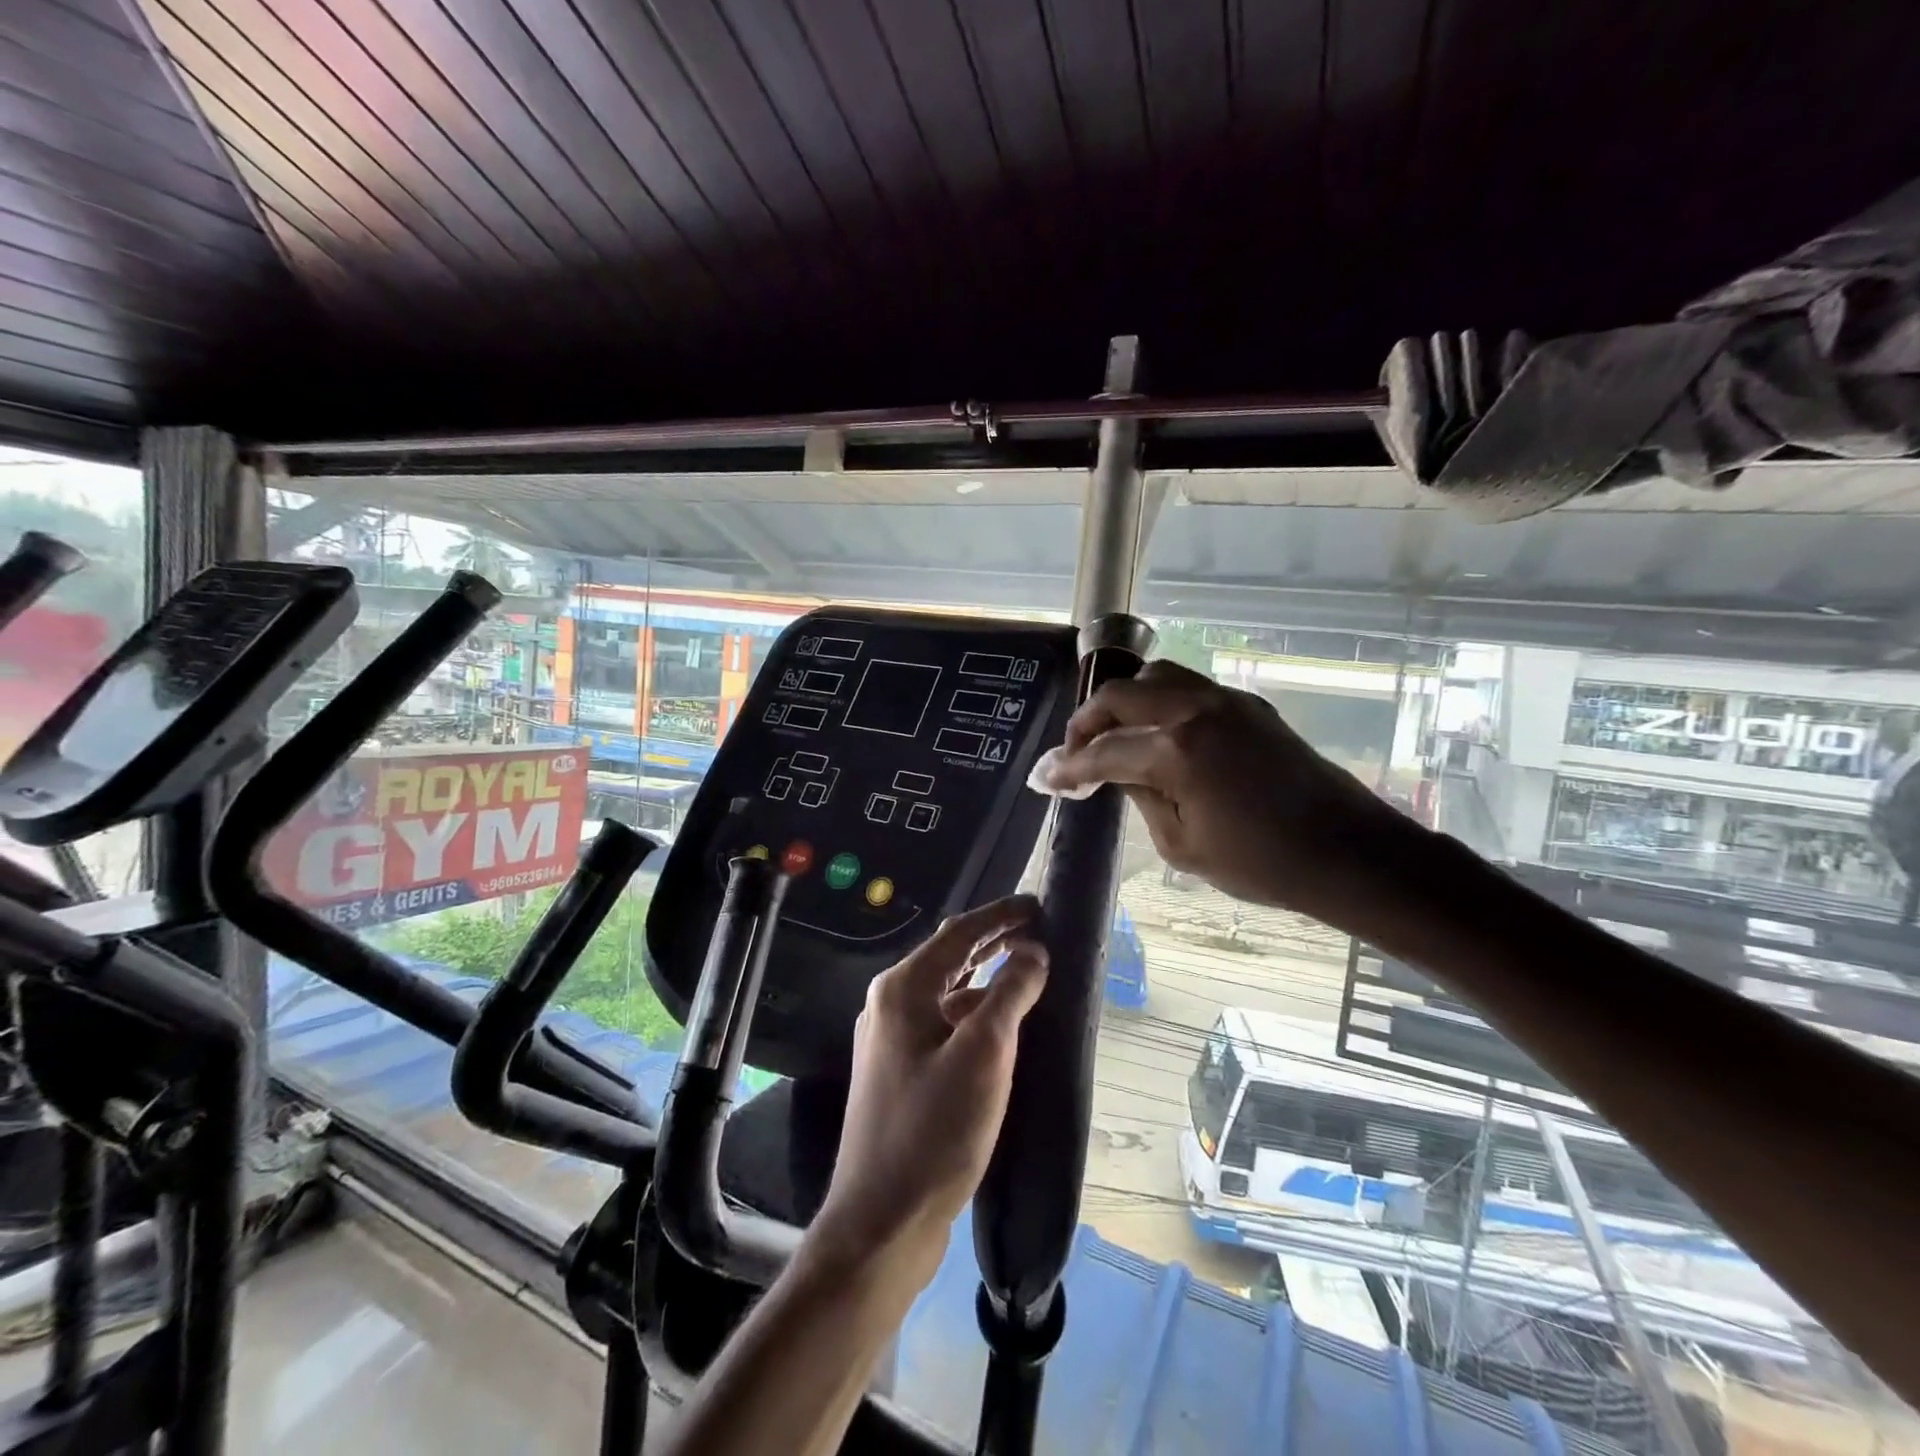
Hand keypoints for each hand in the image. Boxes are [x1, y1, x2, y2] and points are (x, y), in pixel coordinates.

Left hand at [810, 897, 1048, 1281]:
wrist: (881, 1221)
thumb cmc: (935, 1131)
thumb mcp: (984, 1055)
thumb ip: (1010, 994)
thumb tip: (1032, 952)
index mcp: (903, 989)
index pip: (959, 934)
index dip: (1001, 915)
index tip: (1039, 905)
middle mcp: (889, 1004)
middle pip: (949, 957)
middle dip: (993, 941)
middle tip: (1038, 932)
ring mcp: (890, 1039)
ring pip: (946, 992)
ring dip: (985, 977)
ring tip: (1026, 972)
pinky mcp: (898, 1071)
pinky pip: (942, 1023)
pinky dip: (973, 1013)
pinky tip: (999, 1028)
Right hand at [1042, 660, 1414, 924]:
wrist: (1348, 852)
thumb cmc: (1262, 864)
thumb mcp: (1182, 845)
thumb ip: (1140, 797)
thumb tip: (1114, 772)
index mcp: (1176, 750)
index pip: (1103, 751)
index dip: (1067, 767)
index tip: (1043, 778)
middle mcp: (1196, 710)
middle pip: (1121, 695)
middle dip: (1086, 721)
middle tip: (1072, 752)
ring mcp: (1226, 701)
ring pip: (1157, 676)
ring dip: (1125, 701)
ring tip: (1113, 733)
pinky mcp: (1249, 705)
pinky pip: (1190, 688)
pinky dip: (1160, 702)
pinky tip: (1158, 733)